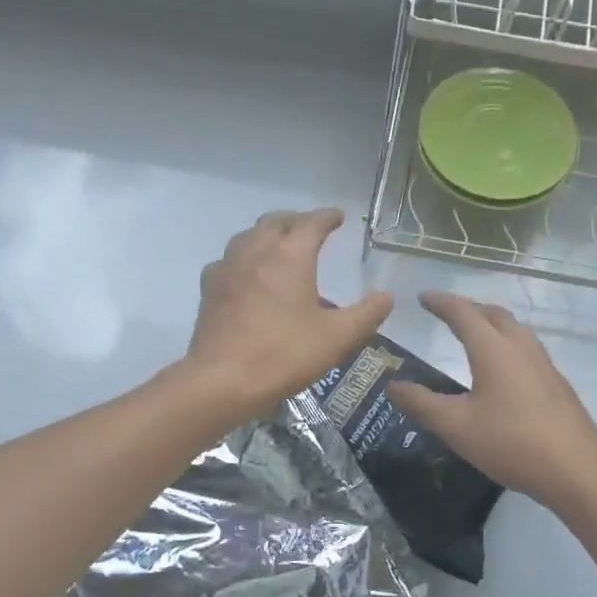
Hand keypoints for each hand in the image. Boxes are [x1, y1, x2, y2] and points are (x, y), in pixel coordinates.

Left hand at [184, 208, 391, 417]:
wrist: (222, 380)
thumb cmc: (285, 354)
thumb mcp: (338, 337)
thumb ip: (367, 314)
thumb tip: (386, 296)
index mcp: (291, 254)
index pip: (312, 222)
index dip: (328, 217)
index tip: (339, 216)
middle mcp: (257, 251)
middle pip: (276, 221)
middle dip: (296, 220)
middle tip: (311, 230)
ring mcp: (228, 268)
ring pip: (248, 236)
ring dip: (267, 235)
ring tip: (280, 248)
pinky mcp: (209, 289)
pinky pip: (228, 261)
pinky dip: (244, 259)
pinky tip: (248, 277)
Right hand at [387, 292, 596, 512]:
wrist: (575, 469)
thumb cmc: (510, 442)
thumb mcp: (456, 426)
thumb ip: (422, 404)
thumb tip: (393, 386)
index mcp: (492, 349)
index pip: (462, 313)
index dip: (441, 302)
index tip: (423, 297)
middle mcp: (520, 347)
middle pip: (493, 314)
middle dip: (469, 309)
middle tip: (448, 314)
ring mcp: (544, 363)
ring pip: (515, 330)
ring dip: (492, 324)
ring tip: (476, 335)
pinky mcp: (557, 383)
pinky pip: (527, 349)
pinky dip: (508, 345)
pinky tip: (504, 371)